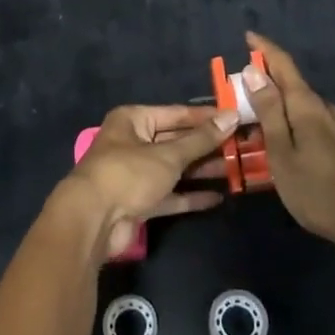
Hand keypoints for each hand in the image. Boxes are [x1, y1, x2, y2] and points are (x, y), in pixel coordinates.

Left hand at [58, 105, 235, 261]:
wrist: (93, 221)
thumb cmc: (129, 174)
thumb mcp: (168, 154)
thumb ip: (201, 139)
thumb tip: (231, 116)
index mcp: (133, 120)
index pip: (176, 114)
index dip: (206, 117)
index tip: (235, 118)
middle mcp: (133, 143)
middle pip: (176, 141)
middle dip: (206, 146)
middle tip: (241, 146)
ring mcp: (136, 174)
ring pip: (175, 169)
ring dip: (201, 170)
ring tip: (235, 170)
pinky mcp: (140, 202)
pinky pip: (170, 194)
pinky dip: (190, 196)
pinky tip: (218, 197)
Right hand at [243, 32, 334, 245]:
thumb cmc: (317, 191)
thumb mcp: (282, 153)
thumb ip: (269, 111)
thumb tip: (254, 71)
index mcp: (307, 106)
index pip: (283, 64)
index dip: (265, 48)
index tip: (248, 35)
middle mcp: (326, 108)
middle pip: (292, 85)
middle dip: (266, 83)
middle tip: (239, 94)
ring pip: (302, 107)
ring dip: (279, 107)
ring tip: (257, 123)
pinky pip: (313, 123)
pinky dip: (294, 123)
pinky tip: (287, 143)